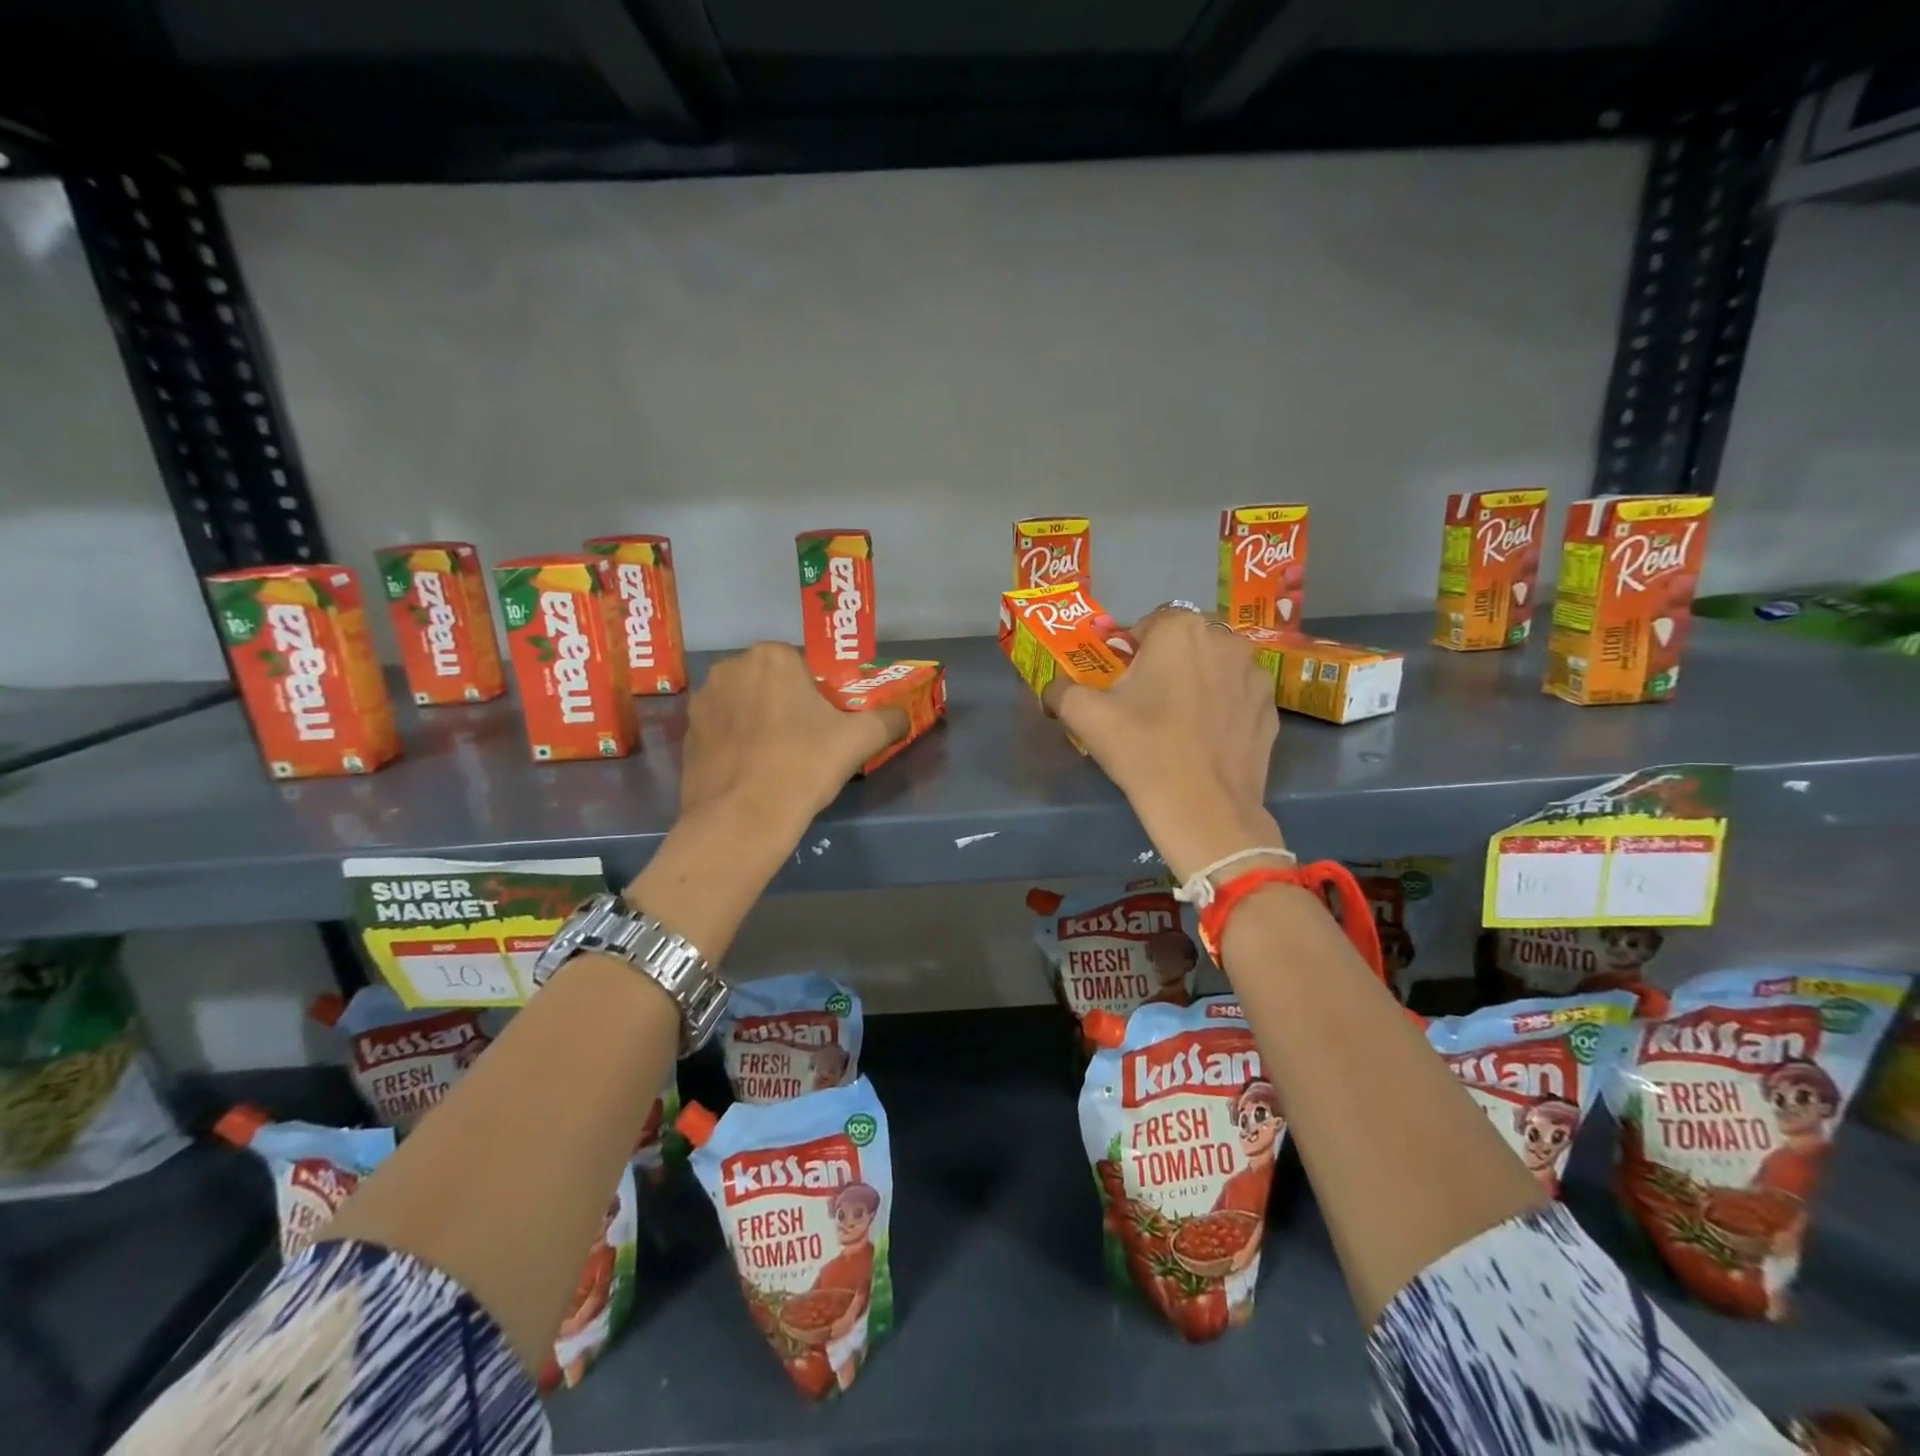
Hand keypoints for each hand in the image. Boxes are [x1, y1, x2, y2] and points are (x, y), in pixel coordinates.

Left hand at [681, 643, 906, 831]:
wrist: (741, 819)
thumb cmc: (804, 765)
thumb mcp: (861, 739)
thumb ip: (889, 719)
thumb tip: (903, 716)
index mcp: (772, 657)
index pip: (804, 665)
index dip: (820, 693)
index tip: (829, 722)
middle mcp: (730, 667)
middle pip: (771, 681)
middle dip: (787, 703)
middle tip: (808, 740)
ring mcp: (702, 701)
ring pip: (744, 704)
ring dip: (759, 720)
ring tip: (777, 759)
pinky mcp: (687, 734)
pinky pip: (723, 729)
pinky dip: (737, 742)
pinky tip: (752, 771)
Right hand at [1044, 609, 1282, 879]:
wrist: (1204, 809)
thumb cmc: (1143, 750)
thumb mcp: (1085, 716)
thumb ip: (1061, 690)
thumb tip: (1053, 689)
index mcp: (1181, 628)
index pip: (1147, 625)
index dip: (1129, 653)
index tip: (1120, 685)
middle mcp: (1225, 639)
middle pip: (1184, 643)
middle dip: (1165, 664)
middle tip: (1145, 704)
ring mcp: (1255, 673)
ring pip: (1214, 666)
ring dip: (1197, 681)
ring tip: (1179, 722)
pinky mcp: (1272, 707)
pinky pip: (1237, 695)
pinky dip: (1222, 707)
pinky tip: (1206, 739)